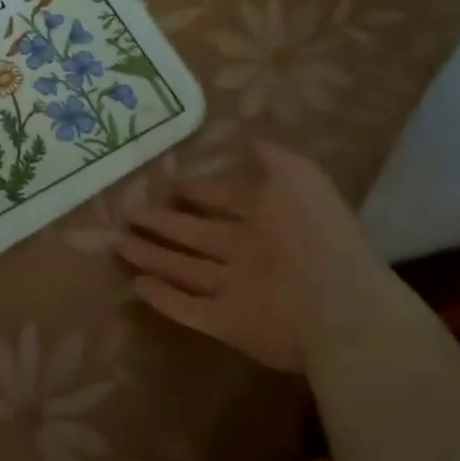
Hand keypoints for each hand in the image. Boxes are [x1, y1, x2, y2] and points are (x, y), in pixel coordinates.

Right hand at [118, 142, 384, 372]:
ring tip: (119, 244)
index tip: (171, 184)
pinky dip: (164, 299)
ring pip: (185, 270)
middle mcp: (248, 254)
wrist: (340, 308)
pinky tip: (137, 285)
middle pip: (196, 236)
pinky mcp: (228, 324)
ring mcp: (236, 290)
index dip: (200, 191)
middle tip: (131, 213)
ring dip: (154, 257)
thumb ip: (271, 157)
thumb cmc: (315, 235)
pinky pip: (189, 309)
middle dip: (165, 223)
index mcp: (266, 219)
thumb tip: (247, 137)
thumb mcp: (298, 176)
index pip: (224, 201)